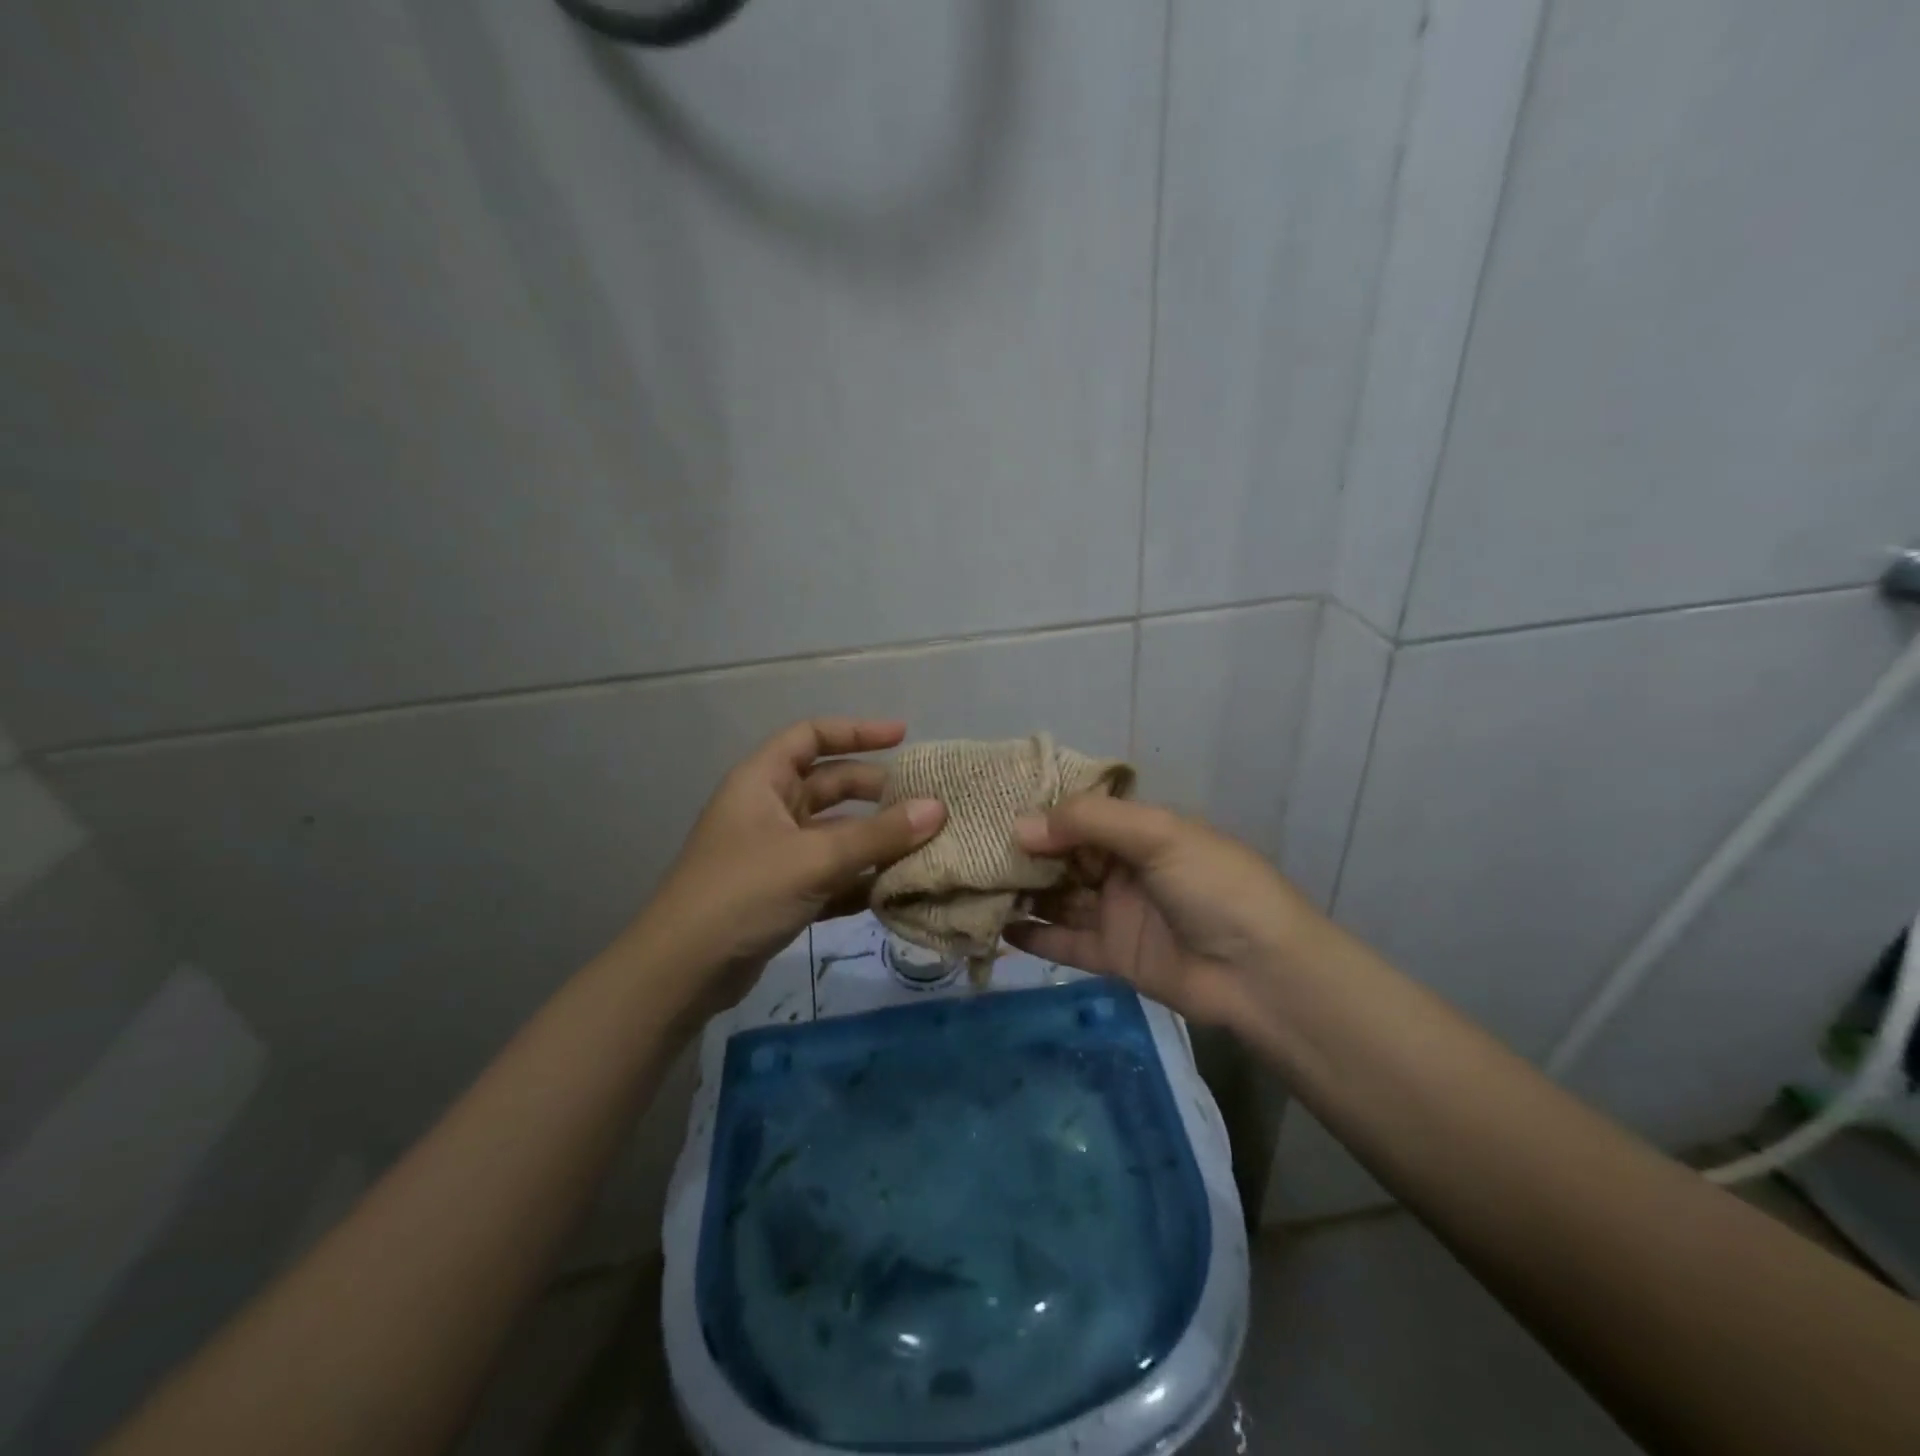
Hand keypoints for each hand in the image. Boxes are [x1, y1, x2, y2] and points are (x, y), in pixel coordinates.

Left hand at [631, 718, 944, 1011]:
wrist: (681, 972)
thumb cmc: (743, 894)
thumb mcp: (814, 859)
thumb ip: (878, 835)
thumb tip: (938, 808)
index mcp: (762, 781)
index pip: (812, 736)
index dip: (857, 731)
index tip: (904, 737)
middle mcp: (769, 809)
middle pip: (830, 785)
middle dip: (876, 791)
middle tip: (925, 802)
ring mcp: (775, 853)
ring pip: (834, 833)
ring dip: (874, 839)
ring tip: (924, 845)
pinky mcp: (782, 892)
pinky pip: (830, 873)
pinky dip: (859, 878)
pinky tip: (894, 889)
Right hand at [1007, 796, 1319, 1026]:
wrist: (1262, 972)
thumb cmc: (1214, 886)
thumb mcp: (1157, 835)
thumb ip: (1088, 823)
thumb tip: (1018, 827)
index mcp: (1140, 832)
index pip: (1080, 816)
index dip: (1041, 815)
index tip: (993, 813)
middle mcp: (1125, 868)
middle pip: (1064, 857)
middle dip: (1025, 855)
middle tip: (974, 854)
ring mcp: (1118, 913)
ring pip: (1060, 899)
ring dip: (1024, 894)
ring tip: (976, 890)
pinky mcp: (1114, 956)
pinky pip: (1067, 942)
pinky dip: (1036, 937)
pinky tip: (1001, 930)